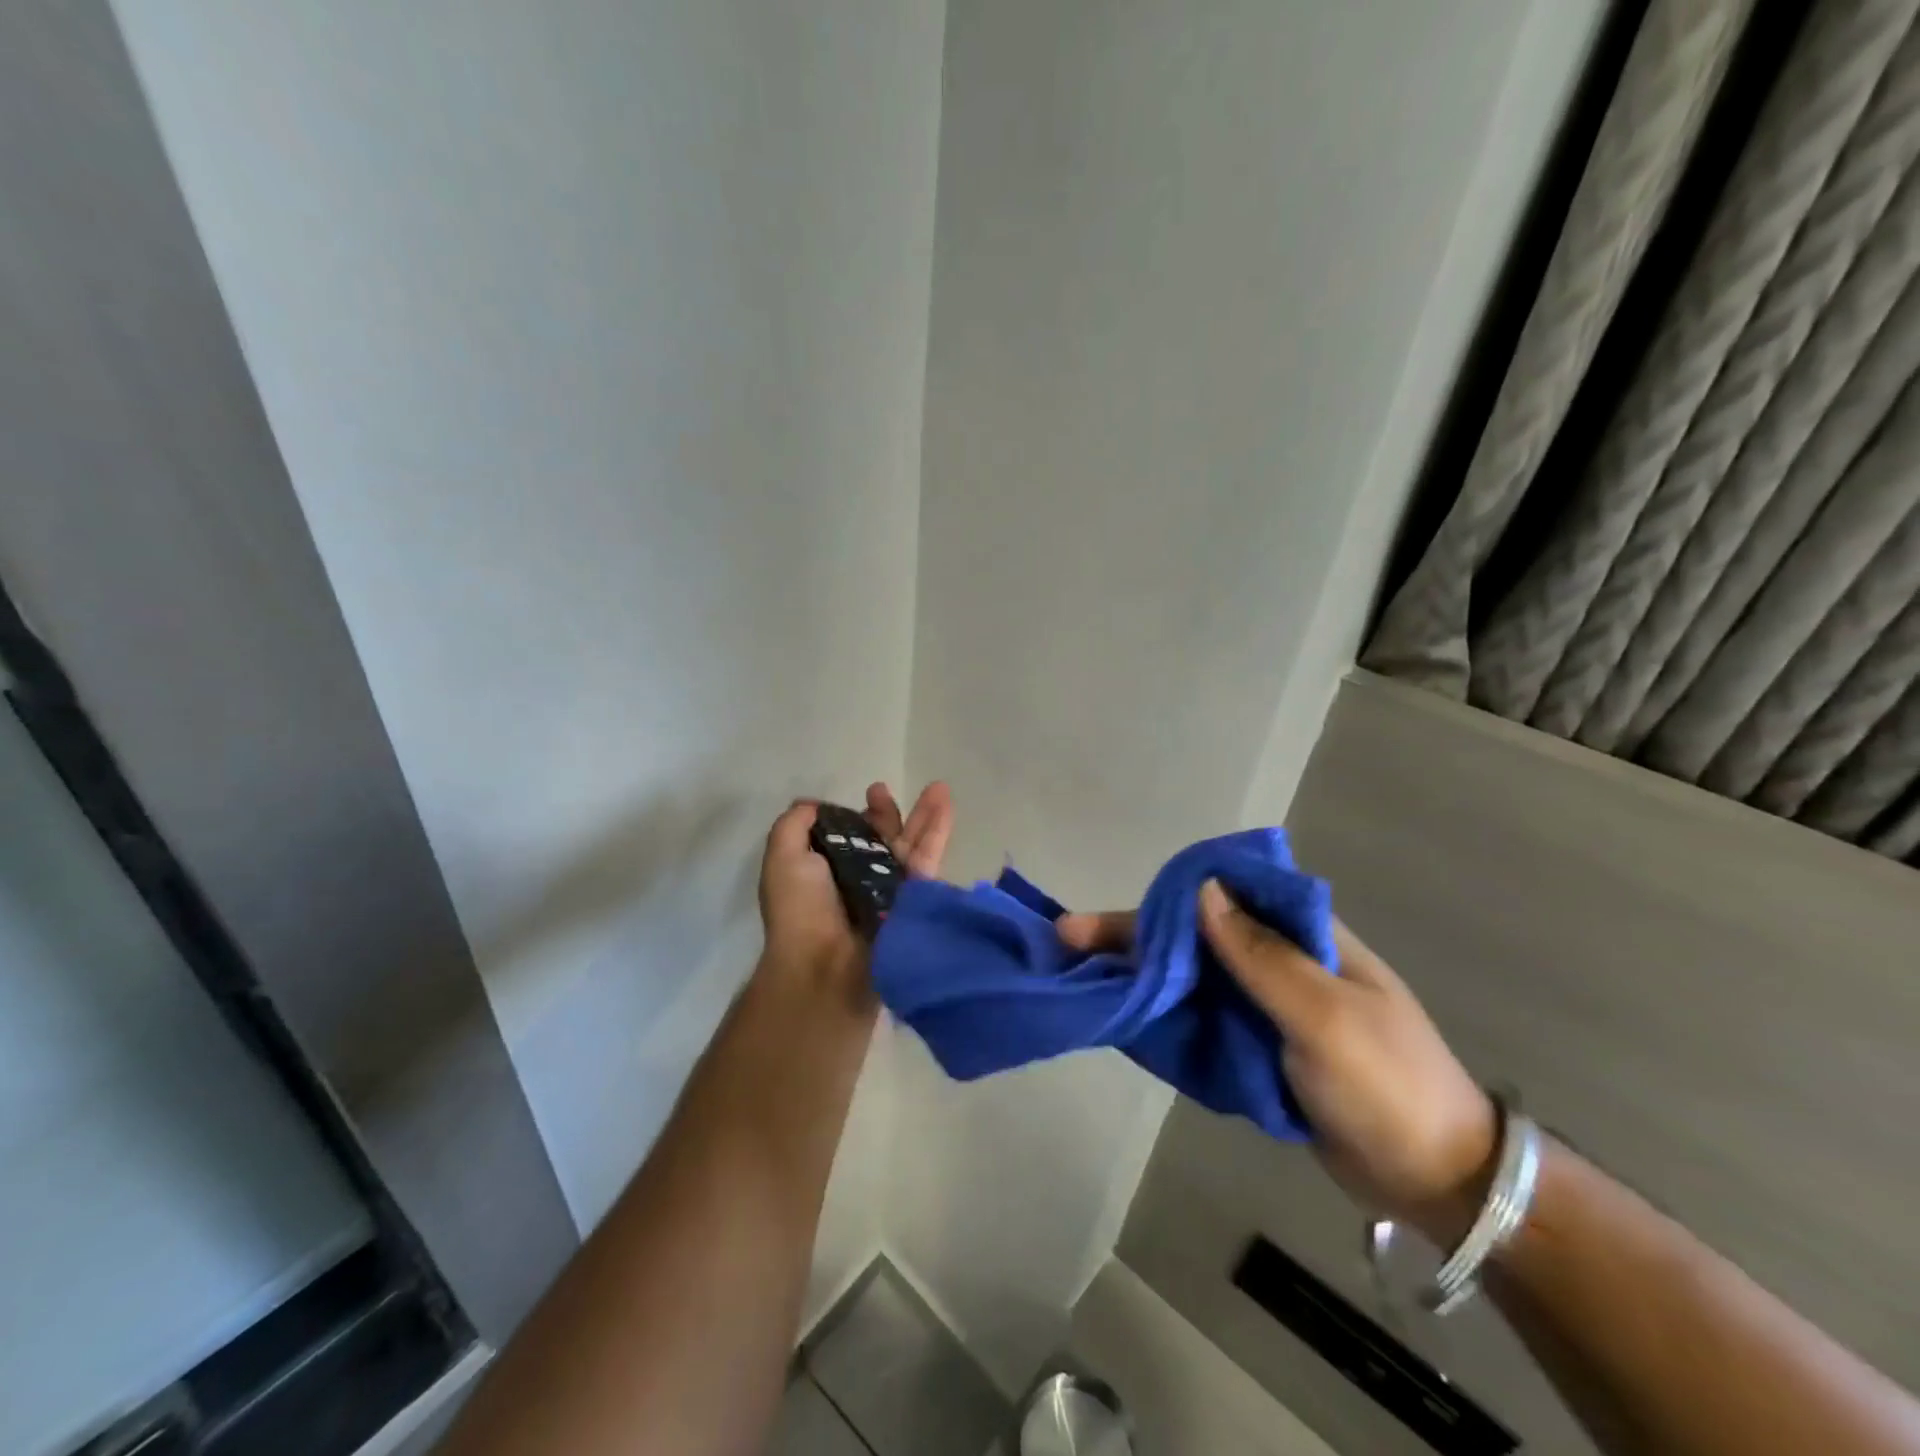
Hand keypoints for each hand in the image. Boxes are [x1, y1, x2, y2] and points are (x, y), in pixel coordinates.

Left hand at [757, 781, 953, 996]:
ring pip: (912, 846)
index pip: (849, 839)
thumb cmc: (800, 910)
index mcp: (828, 873)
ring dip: (926, 815)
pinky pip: (928, 861)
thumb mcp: (782, 857)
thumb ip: (794, 825)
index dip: (855, 817)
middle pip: (882, 840)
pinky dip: (938, 833)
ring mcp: (892, 892)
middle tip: (883, 790)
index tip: (857, 798)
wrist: (826, 964)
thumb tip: (815, 805)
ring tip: (939, 787)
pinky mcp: (916, 900)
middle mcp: (861, 882)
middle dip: (887, 814)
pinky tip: (947, 806)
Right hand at [1058, 883, 1495, 1246]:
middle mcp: (1279, 959)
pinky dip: (1160, 1009)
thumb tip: (1201, 890)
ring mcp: (1266, 1002)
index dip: (1159, 898)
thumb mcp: (1327, 1018)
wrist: (1438, 1178)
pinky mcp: (1258, 1042)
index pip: (1221, 895)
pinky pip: (1200, 1014)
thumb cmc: (1387, 1086)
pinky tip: (1120, 1010)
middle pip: (1192, 934)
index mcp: (1303, 935)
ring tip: (1079, 973)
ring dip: (1138, 970)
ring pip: (1190, 973)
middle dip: (1131, 935)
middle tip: (1067, 940)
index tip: (1109, 912)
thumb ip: (1263, 956)